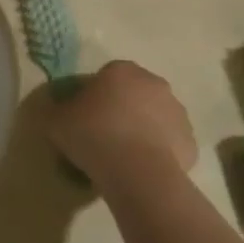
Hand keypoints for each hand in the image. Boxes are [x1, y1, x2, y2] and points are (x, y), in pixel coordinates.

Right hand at [48, 61, 197, 184]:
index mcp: (122, 70)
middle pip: (134, 93)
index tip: (83, 117)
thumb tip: (54, 108)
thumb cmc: (93, 135)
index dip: (94, 95)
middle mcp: (154, 83)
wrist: (137, 172)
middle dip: (122, 109)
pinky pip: (169, 143)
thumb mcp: (55, 121)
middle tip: (102, 135)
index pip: (106, 75)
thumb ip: (54, 109)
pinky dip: (158, 152)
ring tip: (122, 156)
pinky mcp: (190, 141)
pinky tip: (141, 169)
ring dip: (142, 129)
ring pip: (154, 117)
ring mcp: (177, 112)